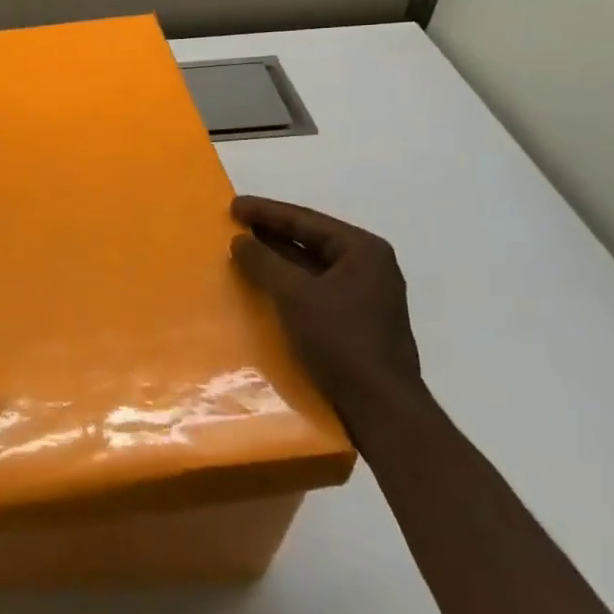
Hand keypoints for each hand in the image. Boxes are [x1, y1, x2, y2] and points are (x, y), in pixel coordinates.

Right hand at [229, 196, 423, 430]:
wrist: (380, 408)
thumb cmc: (341, 340)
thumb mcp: (295, 294)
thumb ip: (264, 262)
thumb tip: (240, 240)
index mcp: (363, 251)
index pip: (306, 220)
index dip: (266, 211)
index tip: (233, 205)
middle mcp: (368, 267)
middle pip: (310, 239)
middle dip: (271, 233)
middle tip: (234, 224)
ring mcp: (364, 295)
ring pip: (311, 265)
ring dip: (277, 258)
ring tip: (242, 250)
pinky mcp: (356, 321)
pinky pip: (314, 288)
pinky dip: (287, 282)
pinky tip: (262, 286)